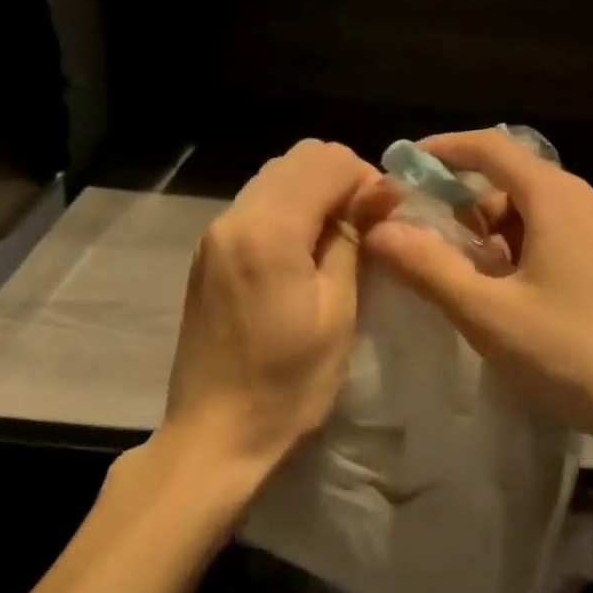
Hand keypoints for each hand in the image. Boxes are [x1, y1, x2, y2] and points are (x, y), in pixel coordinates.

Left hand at [159, 140, 379, 496]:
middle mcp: (233, 217)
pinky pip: (255, 206)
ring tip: (338, 242)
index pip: (326, 160)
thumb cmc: (288, 383)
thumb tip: (382, 188)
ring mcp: (213, 235)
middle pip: (297, 159)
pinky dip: (288, 211)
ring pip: (274, 178)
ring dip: (314, 193)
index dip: (366, 178)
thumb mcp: (337, 312)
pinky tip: (303, 255)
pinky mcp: (207, 255)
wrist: (215, 434)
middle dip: (340, 178)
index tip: (386, 219)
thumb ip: (353, 239)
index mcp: (268, 230)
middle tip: (367, 227)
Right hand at [361, 130, 592, 455]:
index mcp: (558, 200)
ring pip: (544, 216)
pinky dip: (532, 253)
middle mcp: (592, 205)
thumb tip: (381, 228)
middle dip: (470, 207)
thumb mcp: (489, 314)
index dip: (445, 149)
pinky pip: (569, 241)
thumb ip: (429, 268)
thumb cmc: (574, 353)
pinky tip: (525, 302)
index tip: (408, 164)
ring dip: (501, 236)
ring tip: (476, 284)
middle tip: (436, 247)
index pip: (493, 148)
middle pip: (518, 184)